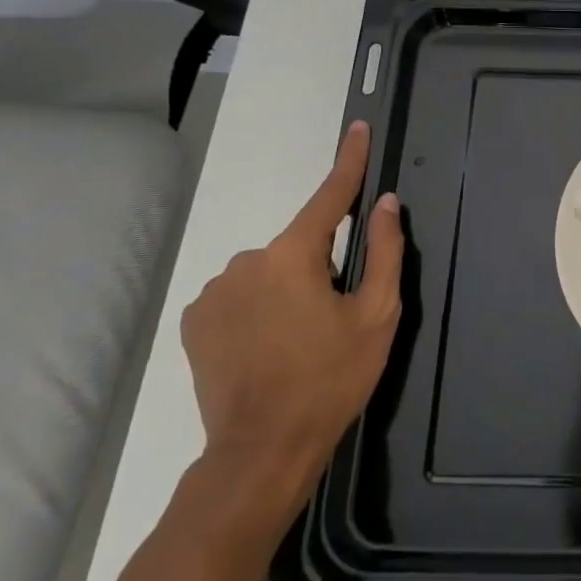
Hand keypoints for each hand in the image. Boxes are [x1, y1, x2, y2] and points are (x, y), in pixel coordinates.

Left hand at [180, 120, 404, 530]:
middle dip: (321, 266)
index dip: (349, 161)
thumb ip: (384, 252)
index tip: (358, 129)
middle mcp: (247, 261)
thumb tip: (385, 204)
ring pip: (269, 272)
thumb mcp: (377, 316)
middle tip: (335, 317)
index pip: (329, 196)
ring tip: (298, 342)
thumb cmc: (331, 379)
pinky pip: (240, 294)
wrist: (262, 450)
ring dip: (288, 289)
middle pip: (300, 245)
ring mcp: (215, 291)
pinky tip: (267, 347)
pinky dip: (259, 307)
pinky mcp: (195, 320)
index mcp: (293, 255)